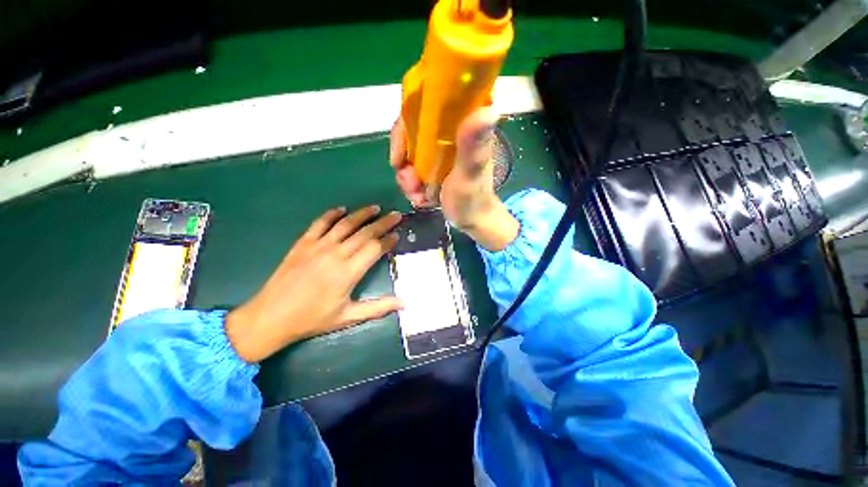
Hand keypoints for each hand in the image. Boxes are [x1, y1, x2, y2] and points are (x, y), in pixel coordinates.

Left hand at [225, 206, 402, 362]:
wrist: (270, 317)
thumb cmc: (312, 319)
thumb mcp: (348, 317)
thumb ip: (378, 308)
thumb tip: (404, 303)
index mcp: (348, 272)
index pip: (375, 248)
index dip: (388, 240)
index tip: (397, 235)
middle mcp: (336, 254)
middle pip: (365, 233)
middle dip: (383, 223)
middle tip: (396, 215)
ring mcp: (318, 246)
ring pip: (346, 224)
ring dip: (362, 214)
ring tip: (376, 208)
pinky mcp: (303, 243)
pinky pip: (320, 223)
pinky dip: (332, 214)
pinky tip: (342, 209)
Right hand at [390, 107, 518, 250]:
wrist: (472, 221)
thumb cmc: (474, 199)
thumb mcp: (470, 174)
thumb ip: (473, 148)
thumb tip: (488, 110)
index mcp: (462, 126)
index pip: (426, 107)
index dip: (406, 127)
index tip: (399, 155)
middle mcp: (449, 134)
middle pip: (412, 134)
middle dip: (405, 161)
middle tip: (411, 184)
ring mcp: (440, 152)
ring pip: (409, 154)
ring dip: (407, 178)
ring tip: (417, 195)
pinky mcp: (435, 166)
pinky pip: (413, 169)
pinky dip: (412, 185)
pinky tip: (420, 198)